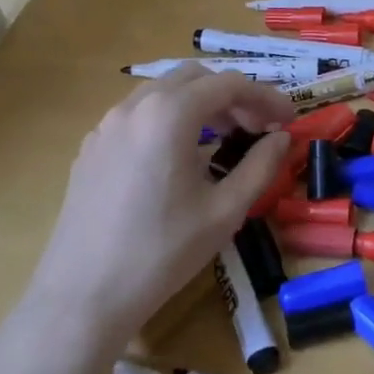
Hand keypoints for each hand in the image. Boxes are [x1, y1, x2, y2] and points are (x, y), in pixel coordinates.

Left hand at [19, 66, 293, 363]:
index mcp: (170, 115)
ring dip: (200, 104)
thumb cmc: (163, 252)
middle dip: (233, 95)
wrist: (85, 295)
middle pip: (194, 78)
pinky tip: (180, 158)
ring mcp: (106, 126)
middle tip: (258, 127)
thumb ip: (260, 166)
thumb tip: (281, 139)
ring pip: (162, 92)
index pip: (230, 85)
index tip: (289, 121)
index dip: (266, 97)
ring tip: (224, 138)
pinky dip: (170, 119)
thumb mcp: (225, 211)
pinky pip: (138, 116)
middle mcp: (134, 107)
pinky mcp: (91, 149)